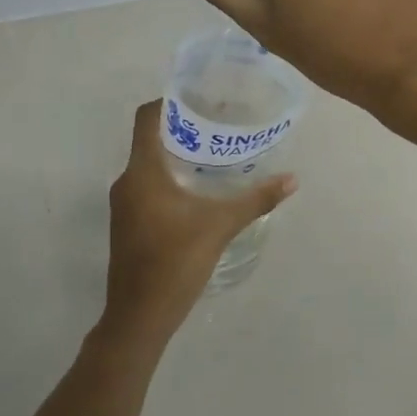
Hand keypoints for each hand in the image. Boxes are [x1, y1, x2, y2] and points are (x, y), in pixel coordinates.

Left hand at [101, 99, 296, 343]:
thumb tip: (292, 180)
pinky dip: (169, 179)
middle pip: (150, 139)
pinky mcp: (128, 224)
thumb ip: (256, 200)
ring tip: (213, 154)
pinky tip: (198, 191)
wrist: (139, 317)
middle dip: (182, 129)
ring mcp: (124, 205)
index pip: (146, 118)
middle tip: (219, 125)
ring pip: (149, 165)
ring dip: (176, 156)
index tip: (199, 98)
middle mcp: (127, 182)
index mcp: (142, 172)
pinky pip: (147, 187)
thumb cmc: (175, 262)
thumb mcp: (220, 226)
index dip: (168, 102)